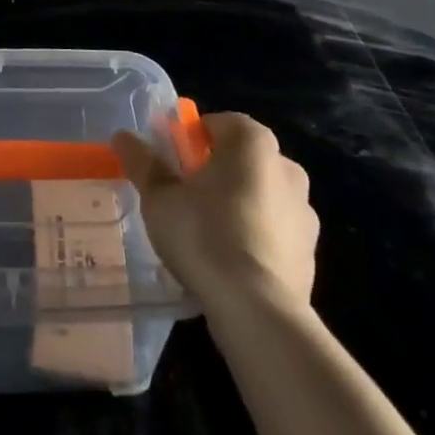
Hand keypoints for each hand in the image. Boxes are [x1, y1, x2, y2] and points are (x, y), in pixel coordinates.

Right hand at [112, 112, 318, 315]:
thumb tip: (122, 137)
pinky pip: (274, 230)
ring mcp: (305, 211)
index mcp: (252, 142)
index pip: (217, 123)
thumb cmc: (204, 235)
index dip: (190, 140)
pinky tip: (231, 263)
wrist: (258, 311)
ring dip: (237, 204)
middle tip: (184, 199)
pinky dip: (255, 236)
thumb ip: (142, 162)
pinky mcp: (311, 252)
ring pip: (260, 194)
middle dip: (215, 172)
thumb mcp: (159, 197)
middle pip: (240, 158)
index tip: (171, 167)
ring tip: (207, 236)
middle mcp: (286, 166)